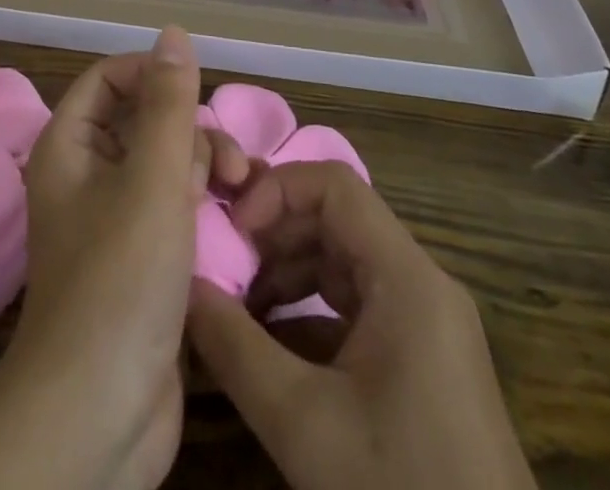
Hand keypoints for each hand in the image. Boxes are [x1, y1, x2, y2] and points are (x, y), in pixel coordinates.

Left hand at [0, 26, 245, 489]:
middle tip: (231, 167)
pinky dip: (205, 209)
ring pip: (167, 167)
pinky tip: (240, 222)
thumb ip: (168, 103)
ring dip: (207, 171)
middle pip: (145, 122)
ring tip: (243, 195)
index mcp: (70, 146)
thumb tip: (173, 33)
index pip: (109, 79)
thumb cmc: (121, 278)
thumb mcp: (153, 178)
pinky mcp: (140, 262)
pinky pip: (175, 210)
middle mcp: (86, 176)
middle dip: (192, 133)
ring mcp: (114, 221)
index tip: (199, 93)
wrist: (99, 414)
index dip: (153, 75)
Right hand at [187, 161, 536, 489]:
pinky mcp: (423, 362)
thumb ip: (234, 347)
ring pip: (344, 262)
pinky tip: (268, 347)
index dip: (276, 191)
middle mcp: (421, 285)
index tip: (231, 231)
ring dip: (286, 273)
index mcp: (406, 278)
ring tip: (234, 306)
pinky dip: (308, 312)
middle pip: (337, 220)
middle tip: (221, 266)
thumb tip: (183, 287)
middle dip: (273, 234)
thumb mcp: (303, 424)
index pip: (334, 186)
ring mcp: (425, 324)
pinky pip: (356, 307)